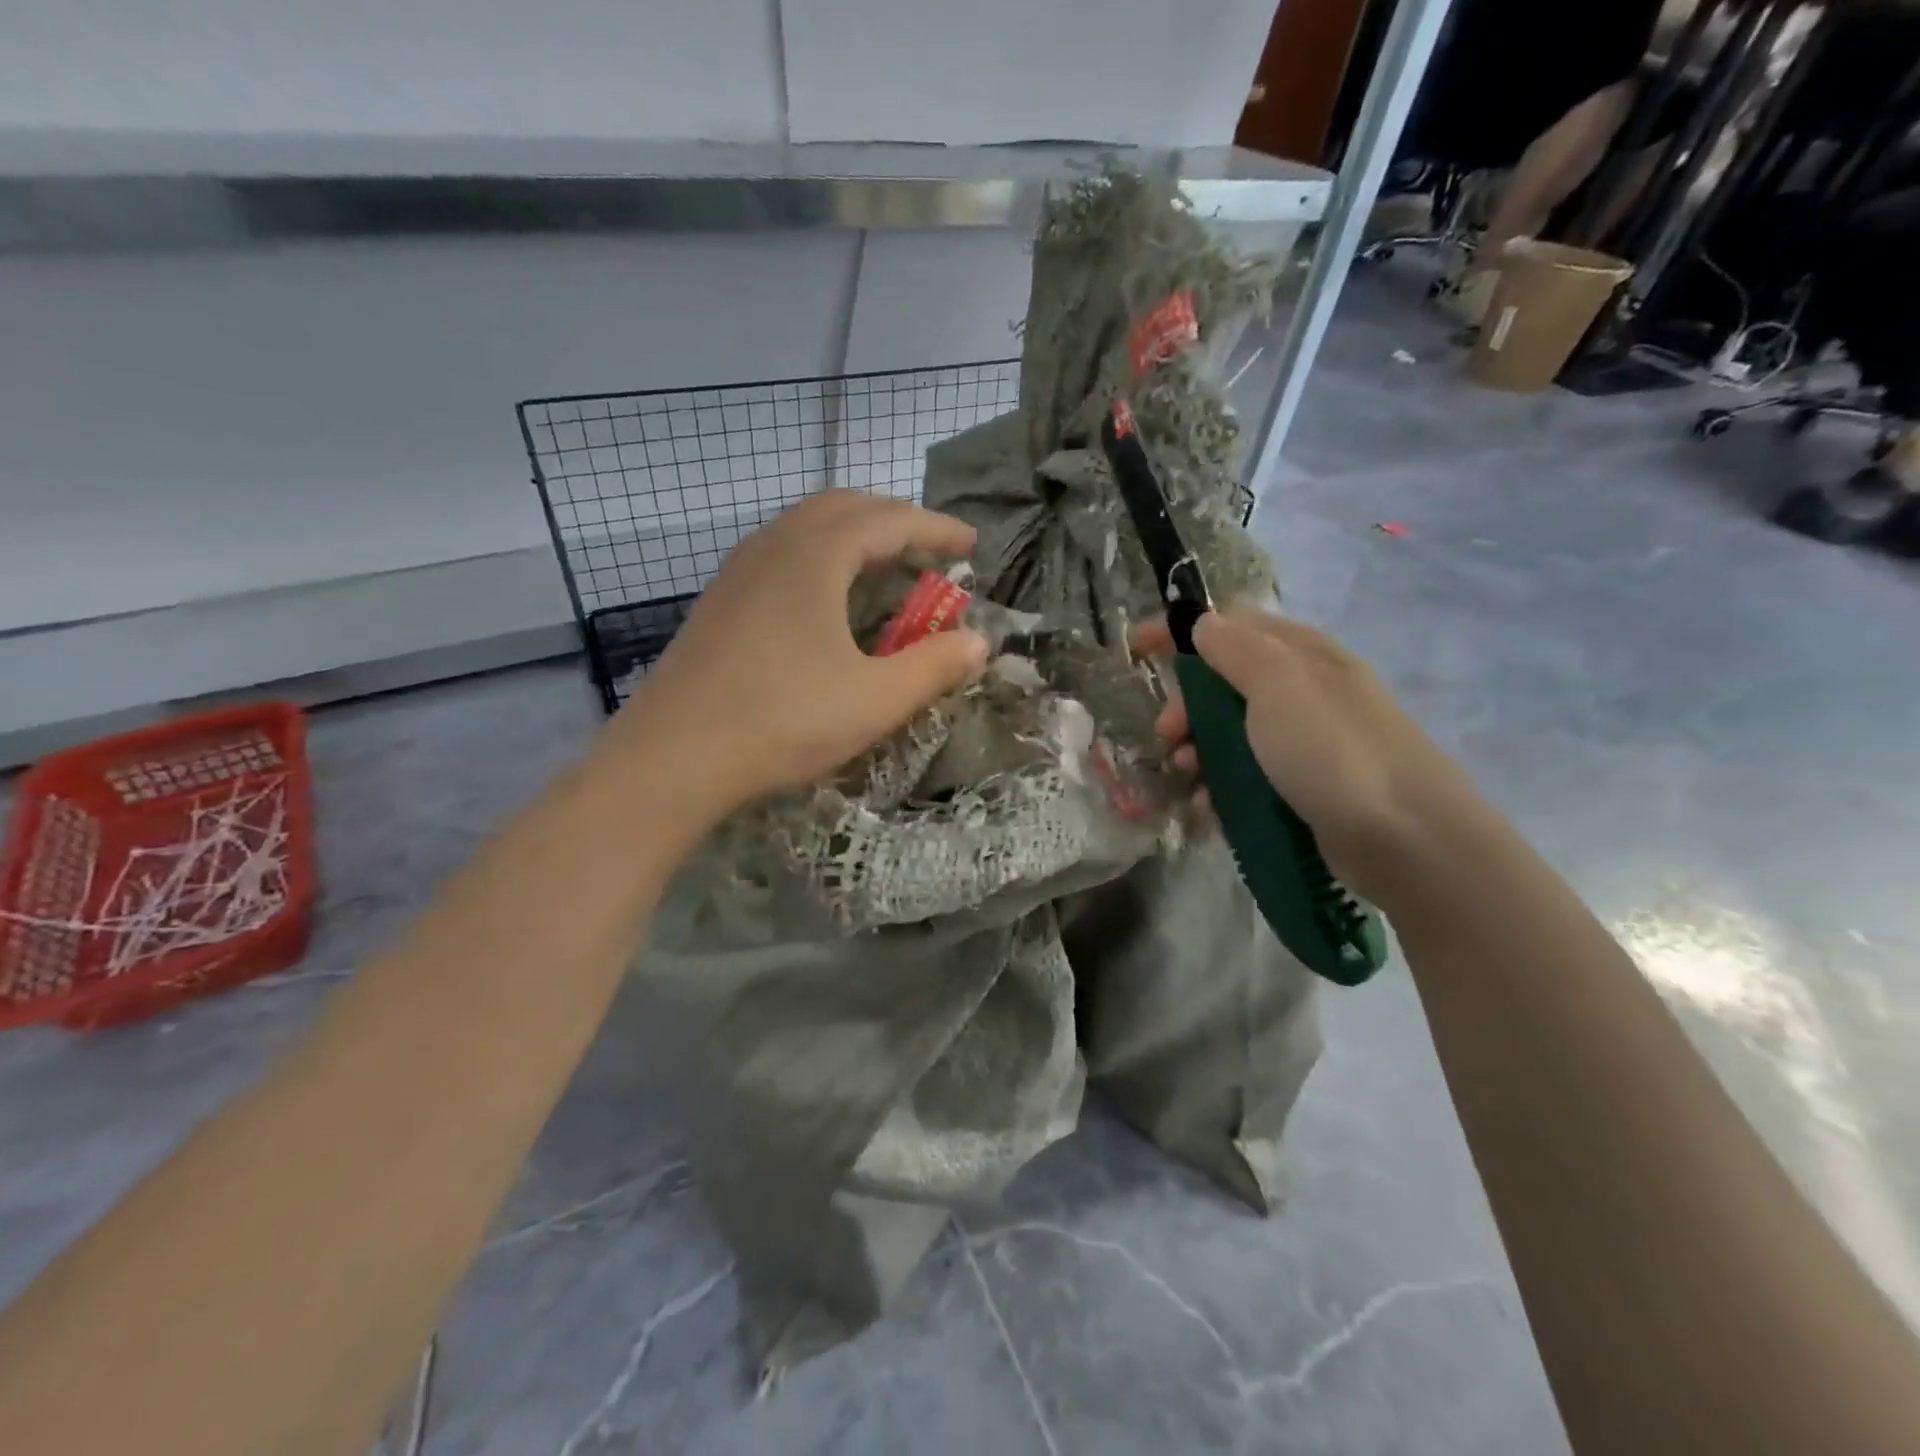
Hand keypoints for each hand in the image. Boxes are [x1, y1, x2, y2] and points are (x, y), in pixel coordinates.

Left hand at [601, 491, 988, 818]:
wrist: (674, 757)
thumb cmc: (784, 721)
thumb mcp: (876, 699)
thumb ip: (934, 666)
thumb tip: (978, 643)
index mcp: (815, 555)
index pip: (890, 520)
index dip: (936, 529)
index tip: (970, 546)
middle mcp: (774, 545)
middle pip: (844, 508)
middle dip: (894, 523)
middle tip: (929, 556)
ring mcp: (738, 571)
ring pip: (806, 528)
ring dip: (853, 538)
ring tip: (884, 574)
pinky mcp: (719, 601)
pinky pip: (780, 554)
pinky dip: (820, 559)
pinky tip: (825, 603)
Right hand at [1132, 610, 1484, 906]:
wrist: (1406, 838)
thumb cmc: (1333, 750)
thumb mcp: (1279, 685)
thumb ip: (1235, 649)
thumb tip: (1203, 623)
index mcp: (1301, 654)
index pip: (1231, 625)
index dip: (1181, 632)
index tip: (1136, 649)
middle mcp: (1304, 691)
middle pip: (1225, 683)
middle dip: (1186, 705)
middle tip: (1168, 734)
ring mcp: (1305, 743)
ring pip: (1231, 734)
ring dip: (1198, 751)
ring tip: (1187, 777)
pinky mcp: (1303, 788)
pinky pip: (1246, 776)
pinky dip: (1219, 787)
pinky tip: (1207, 808)